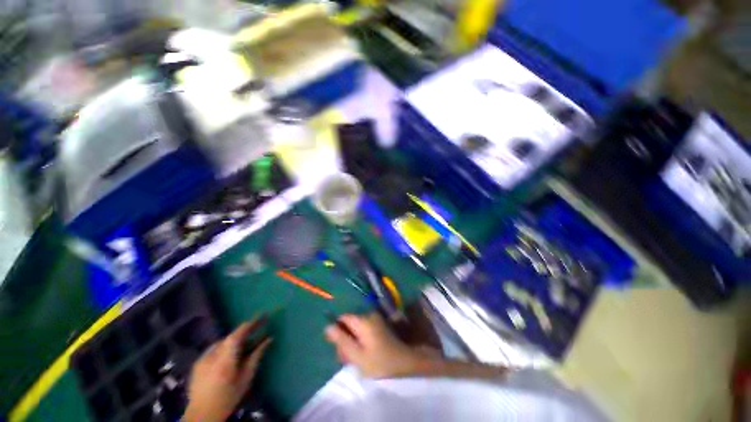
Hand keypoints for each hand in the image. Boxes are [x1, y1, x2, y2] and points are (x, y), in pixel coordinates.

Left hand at [185, 320, 271, 421]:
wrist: (201, 415)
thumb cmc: (228, 398)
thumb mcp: (246, 378)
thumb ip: (256, 356)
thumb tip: (269, 339)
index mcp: (225, 359)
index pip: (238, 334)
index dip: (251, 323)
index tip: (264, 316)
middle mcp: (212, 355)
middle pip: (231, 337)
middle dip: (245, 332)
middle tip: (259, 329)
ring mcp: (203, 358)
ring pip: (224, 342)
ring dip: (236, 340)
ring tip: (246, 345)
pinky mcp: (198, 362)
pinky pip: (215, 348)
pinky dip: (226, 347)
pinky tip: (230, 355)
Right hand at [325, 313, 436, 378]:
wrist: (405, 363)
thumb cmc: (380, 362)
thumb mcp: (357, 355)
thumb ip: (341, 340)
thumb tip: (327, 327)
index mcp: (363, 321)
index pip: (343, 318)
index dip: (337, 330)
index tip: (338, 346)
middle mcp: (369, 316)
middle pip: (350, 324)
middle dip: (346, 338)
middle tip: (348, 357)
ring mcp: (376, 321)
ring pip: (357, 329)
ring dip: (353, 342)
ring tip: (356, 359)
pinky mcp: (381, 327)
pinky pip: (365, 331)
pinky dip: (361, 341)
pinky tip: (364, 354)